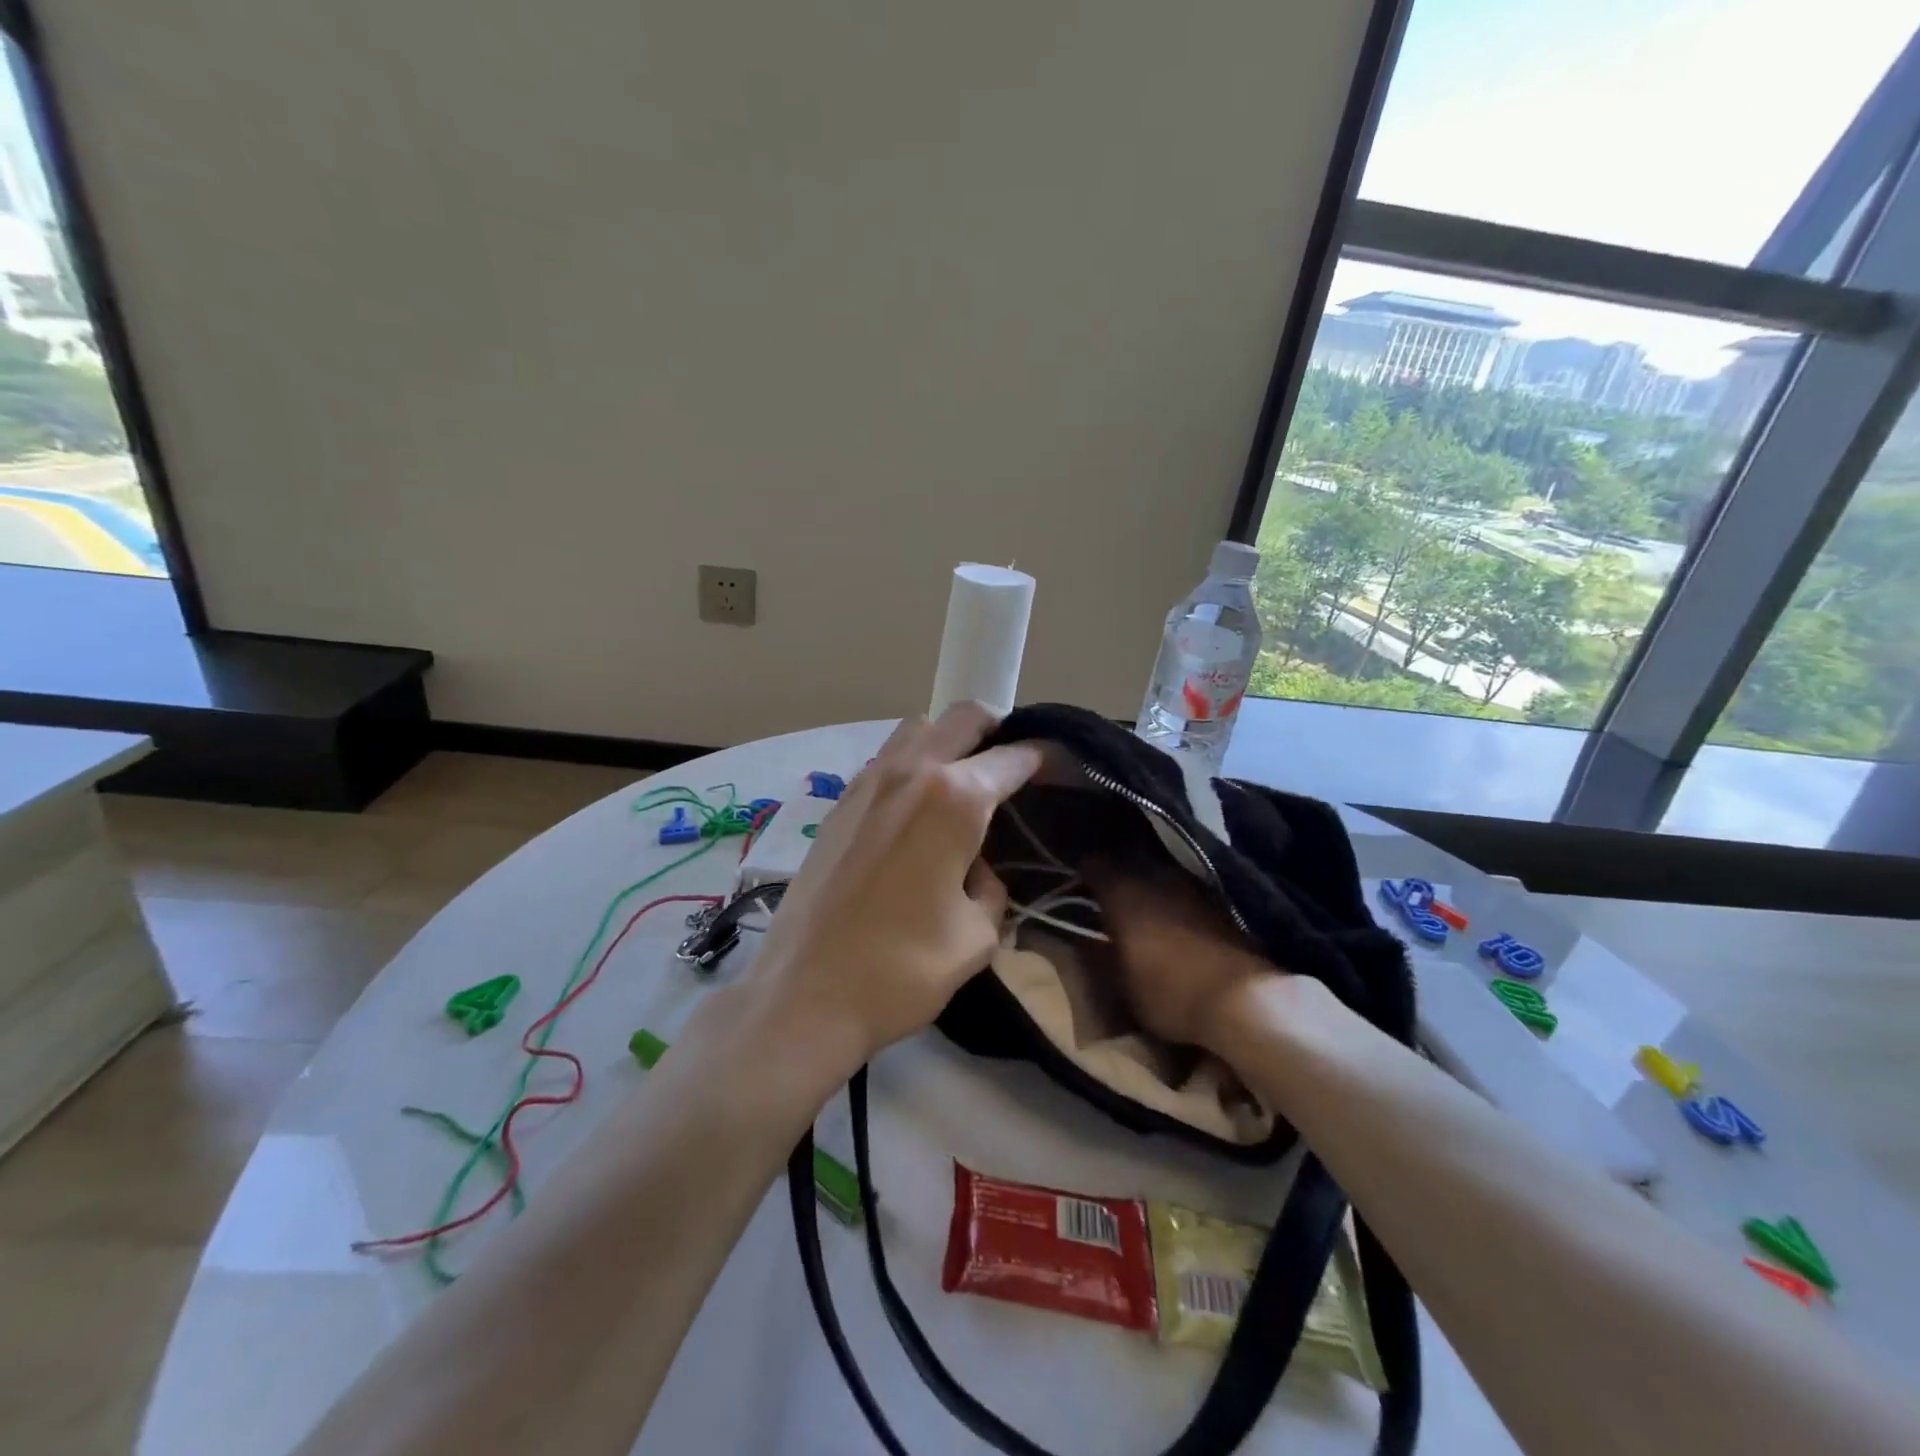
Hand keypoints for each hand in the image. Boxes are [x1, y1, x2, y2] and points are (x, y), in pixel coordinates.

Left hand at [741, 703, 1041, 1079]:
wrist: (804, 994)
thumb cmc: (901, 969)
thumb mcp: (976, 936)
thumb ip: (990, 888)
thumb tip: (976, 870)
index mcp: (955, 799)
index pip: (1012, 757)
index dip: (1043, 757)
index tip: (1060, 766)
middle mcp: (911, 772)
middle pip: (963, 718)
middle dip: (996, 728)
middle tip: (1012, 762)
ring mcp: (867, 782)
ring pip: (918, 729)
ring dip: (948, 740)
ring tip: (962, 780)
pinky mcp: (838, 803)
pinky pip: (886, 759)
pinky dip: (912, 764)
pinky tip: (916, 809)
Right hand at [1087, 863, 1277, 1049]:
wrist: (1242, 999)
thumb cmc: (1167, 992)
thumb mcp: (1119, 984)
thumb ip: (1098, 955)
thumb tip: (1085, 940)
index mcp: (1123, 892)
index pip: (1094, 863)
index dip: (1084, 872)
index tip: (1078, 884)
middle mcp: (1155, 877)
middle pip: (1129, 862)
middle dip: (1117, 876)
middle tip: (1109, 897)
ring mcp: (1191, 886)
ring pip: (1160, 874)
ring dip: (1149, 887)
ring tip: (1143, 908)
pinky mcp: (1220, 903)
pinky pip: (1186, 892)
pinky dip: (1176, 902)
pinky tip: (1176, 921)